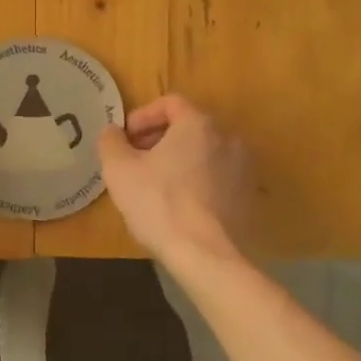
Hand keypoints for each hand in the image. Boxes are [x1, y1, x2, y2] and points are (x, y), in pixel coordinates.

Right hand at [98, 94, 251, 265]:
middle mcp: (228, 138)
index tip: (125, 140)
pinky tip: (181, 207)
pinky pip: (218, 177)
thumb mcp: (119, 170)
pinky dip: (198, 182)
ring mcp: (244, 168)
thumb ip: (111, 142)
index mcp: (198, 124)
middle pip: (189, 127)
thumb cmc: (159, 204)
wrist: (208, 256)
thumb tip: (113, 131)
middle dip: (159, 139)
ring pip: (204, 153)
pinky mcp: (250, 196)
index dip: (142, 116)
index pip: (170, 103)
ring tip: (157, 186)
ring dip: (179, 161)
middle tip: (136, 162)